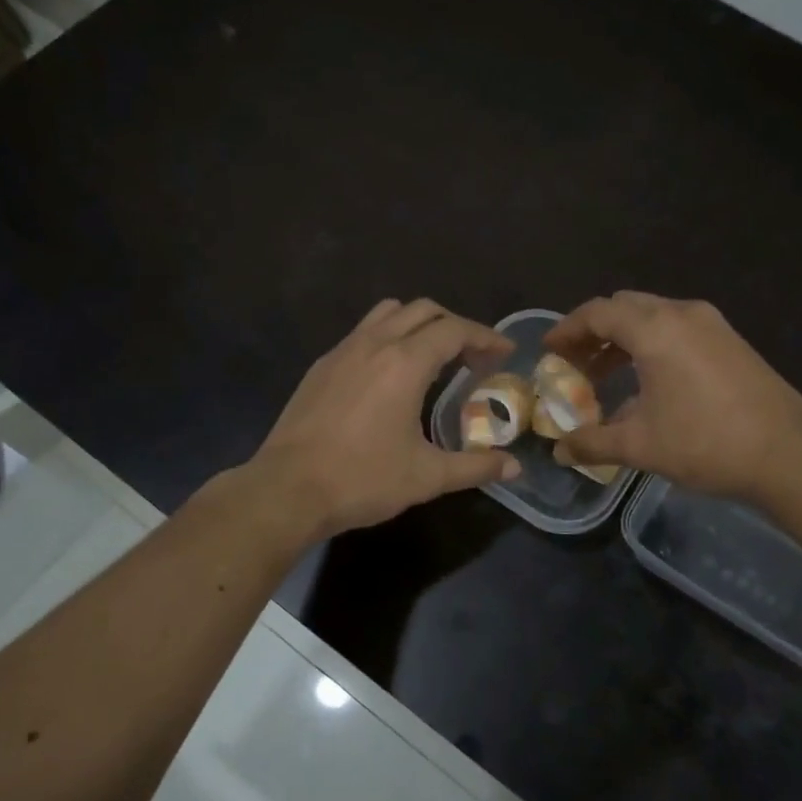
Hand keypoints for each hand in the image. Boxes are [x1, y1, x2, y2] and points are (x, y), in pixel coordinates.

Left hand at [253, 299, 520, 538]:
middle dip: (455, 326)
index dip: (485, 337)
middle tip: (473, 356)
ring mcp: (342, 351)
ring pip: (388, 314)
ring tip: (433, 357)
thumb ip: (475, 467)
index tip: (504, 352)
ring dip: (418, 324)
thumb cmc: (362, 479)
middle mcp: (374, 344)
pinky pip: (363, 333)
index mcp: (405, 363)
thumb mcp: (427, 477)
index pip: (454, 330)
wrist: (287, 490)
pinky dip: (388, 338)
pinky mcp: (321, 367)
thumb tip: (513, 468)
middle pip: (423, 311)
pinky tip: (389, 375)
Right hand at [545, 292, 801, 502]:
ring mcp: (712, 324)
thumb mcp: (640, 446)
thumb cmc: (706, 443)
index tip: (549, 352)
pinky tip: (647, 382)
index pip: (597, 312)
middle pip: (624, 307)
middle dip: (593, 332)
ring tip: (603, 376)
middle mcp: (682, 314)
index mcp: (655, 329)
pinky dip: (651, 344)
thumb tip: (559, 451)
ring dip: (623, 339)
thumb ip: (592, 443)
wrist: (789, 453)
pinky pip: (677, 329)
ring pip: (653, 317)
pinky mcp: (730, 341)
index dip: (567, 330)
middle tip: (573, 364)